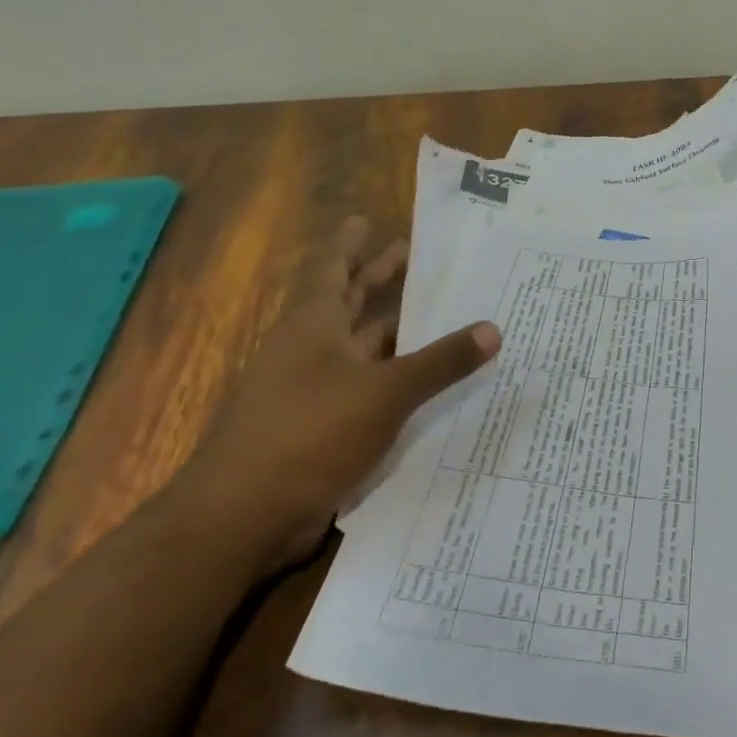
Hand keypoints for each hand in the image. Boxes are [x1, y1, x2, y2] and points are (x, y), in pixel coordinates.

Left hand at [170, 215, 499, 569]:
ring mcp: (310, 389)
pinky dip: (388, 375)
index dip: (350, 244)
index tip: (366, 218)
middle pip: (346, 300)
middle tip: (409, 251)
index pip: (333, 268)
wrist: (242, 518)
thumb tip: (493, 329)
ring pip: (357, 345)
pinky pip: (362, 385)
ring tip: (430, 310)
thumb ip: (441, 362)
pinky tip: (418, 378)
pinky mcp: (317, 426)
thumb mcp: (385, 393)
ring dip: (388, 327)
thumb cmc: (309, 433)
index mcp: (315, 324)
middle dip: (375, 277)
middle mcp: (310, 348)